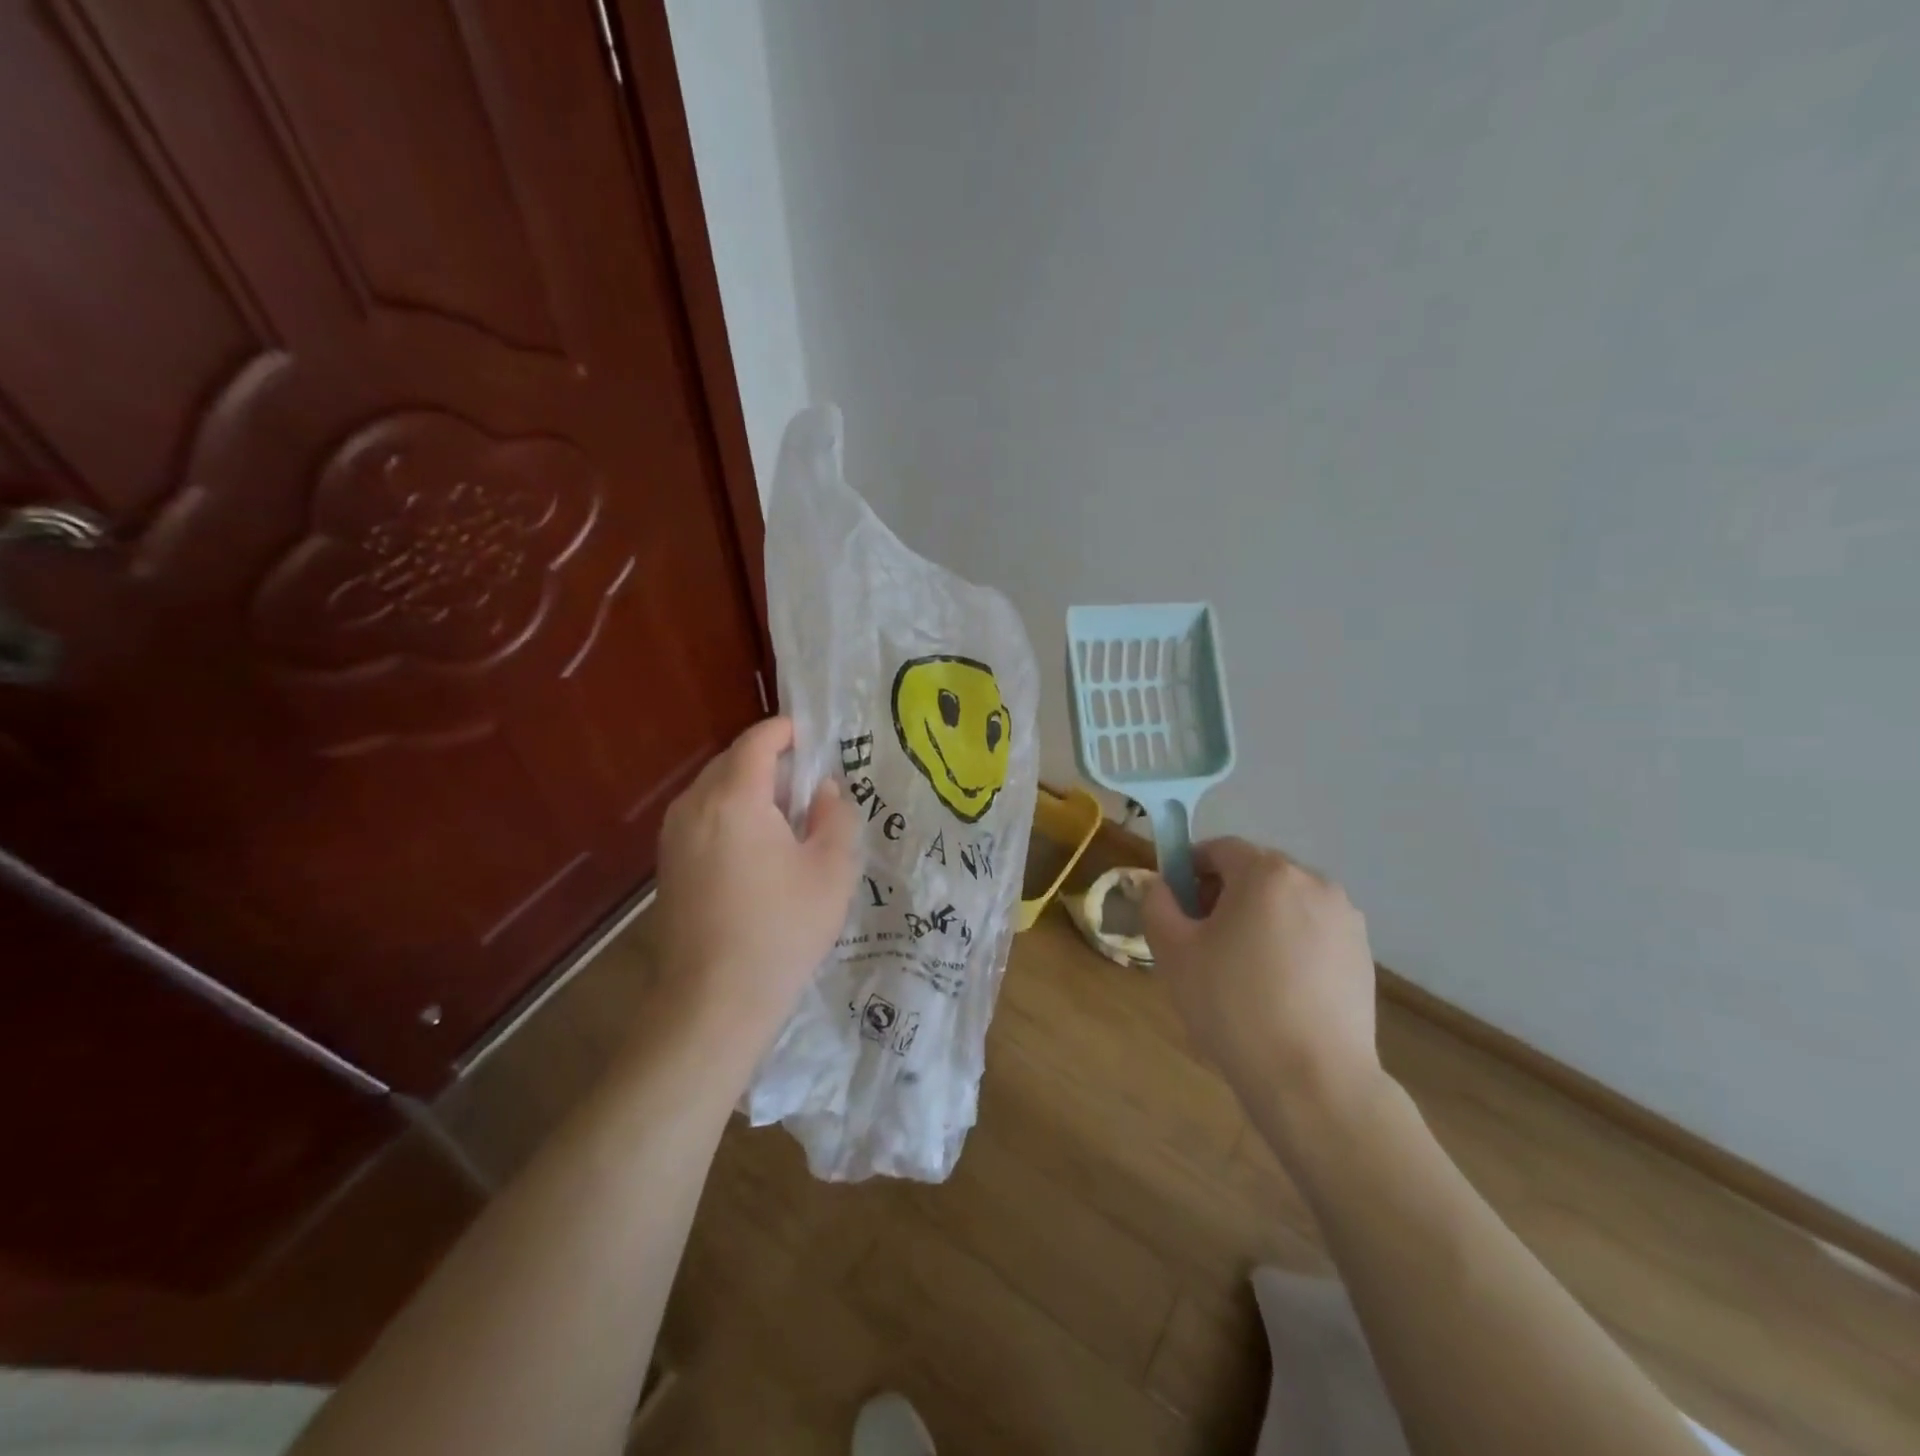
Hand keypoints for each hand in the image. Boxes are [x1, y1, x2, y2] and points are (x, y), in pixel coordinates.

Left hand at [652, 716, 858, 1060]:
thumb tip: (824, 791)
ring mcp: (674, 836)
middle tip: (808, 781)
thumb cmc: (782, 929)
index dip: (785, 731)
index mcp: (735, 798)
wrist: (714, 1000)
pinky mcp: (668, 864)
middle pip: (732, 761)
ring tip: (785, 815)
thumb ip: (835, 816)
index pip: (757, 742)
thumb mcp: (832, 870)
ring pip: (713, 789)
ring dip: (748, 787)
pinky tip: (756, 846)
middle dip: (769, 760)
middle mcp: (695, 806)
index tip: (812, 736)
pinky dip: (730, 813)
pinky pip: (701, 816)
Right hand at [1142, 839, 1382, 1144]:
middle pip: (1255, 872)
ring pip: (1286, 902)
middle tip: (1203, 940)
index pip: (1219, 849)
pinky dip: (1290, 943)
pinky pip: (1313, 931)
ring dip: (1259, 918)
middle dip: (1225, 894)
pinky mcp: (1362, 954)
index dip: (1190, 869)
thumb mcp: (1173, 952)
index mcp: (1266, 873)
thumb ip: (1156, 904)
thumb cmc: (1233, 1005)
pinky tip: (1278, 989)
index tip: (1176, 905)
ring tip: (1242, 969)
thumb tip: (1159, 885)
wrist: (1313, 1080)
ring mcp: (1345, 918)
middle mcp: (1313, 882)